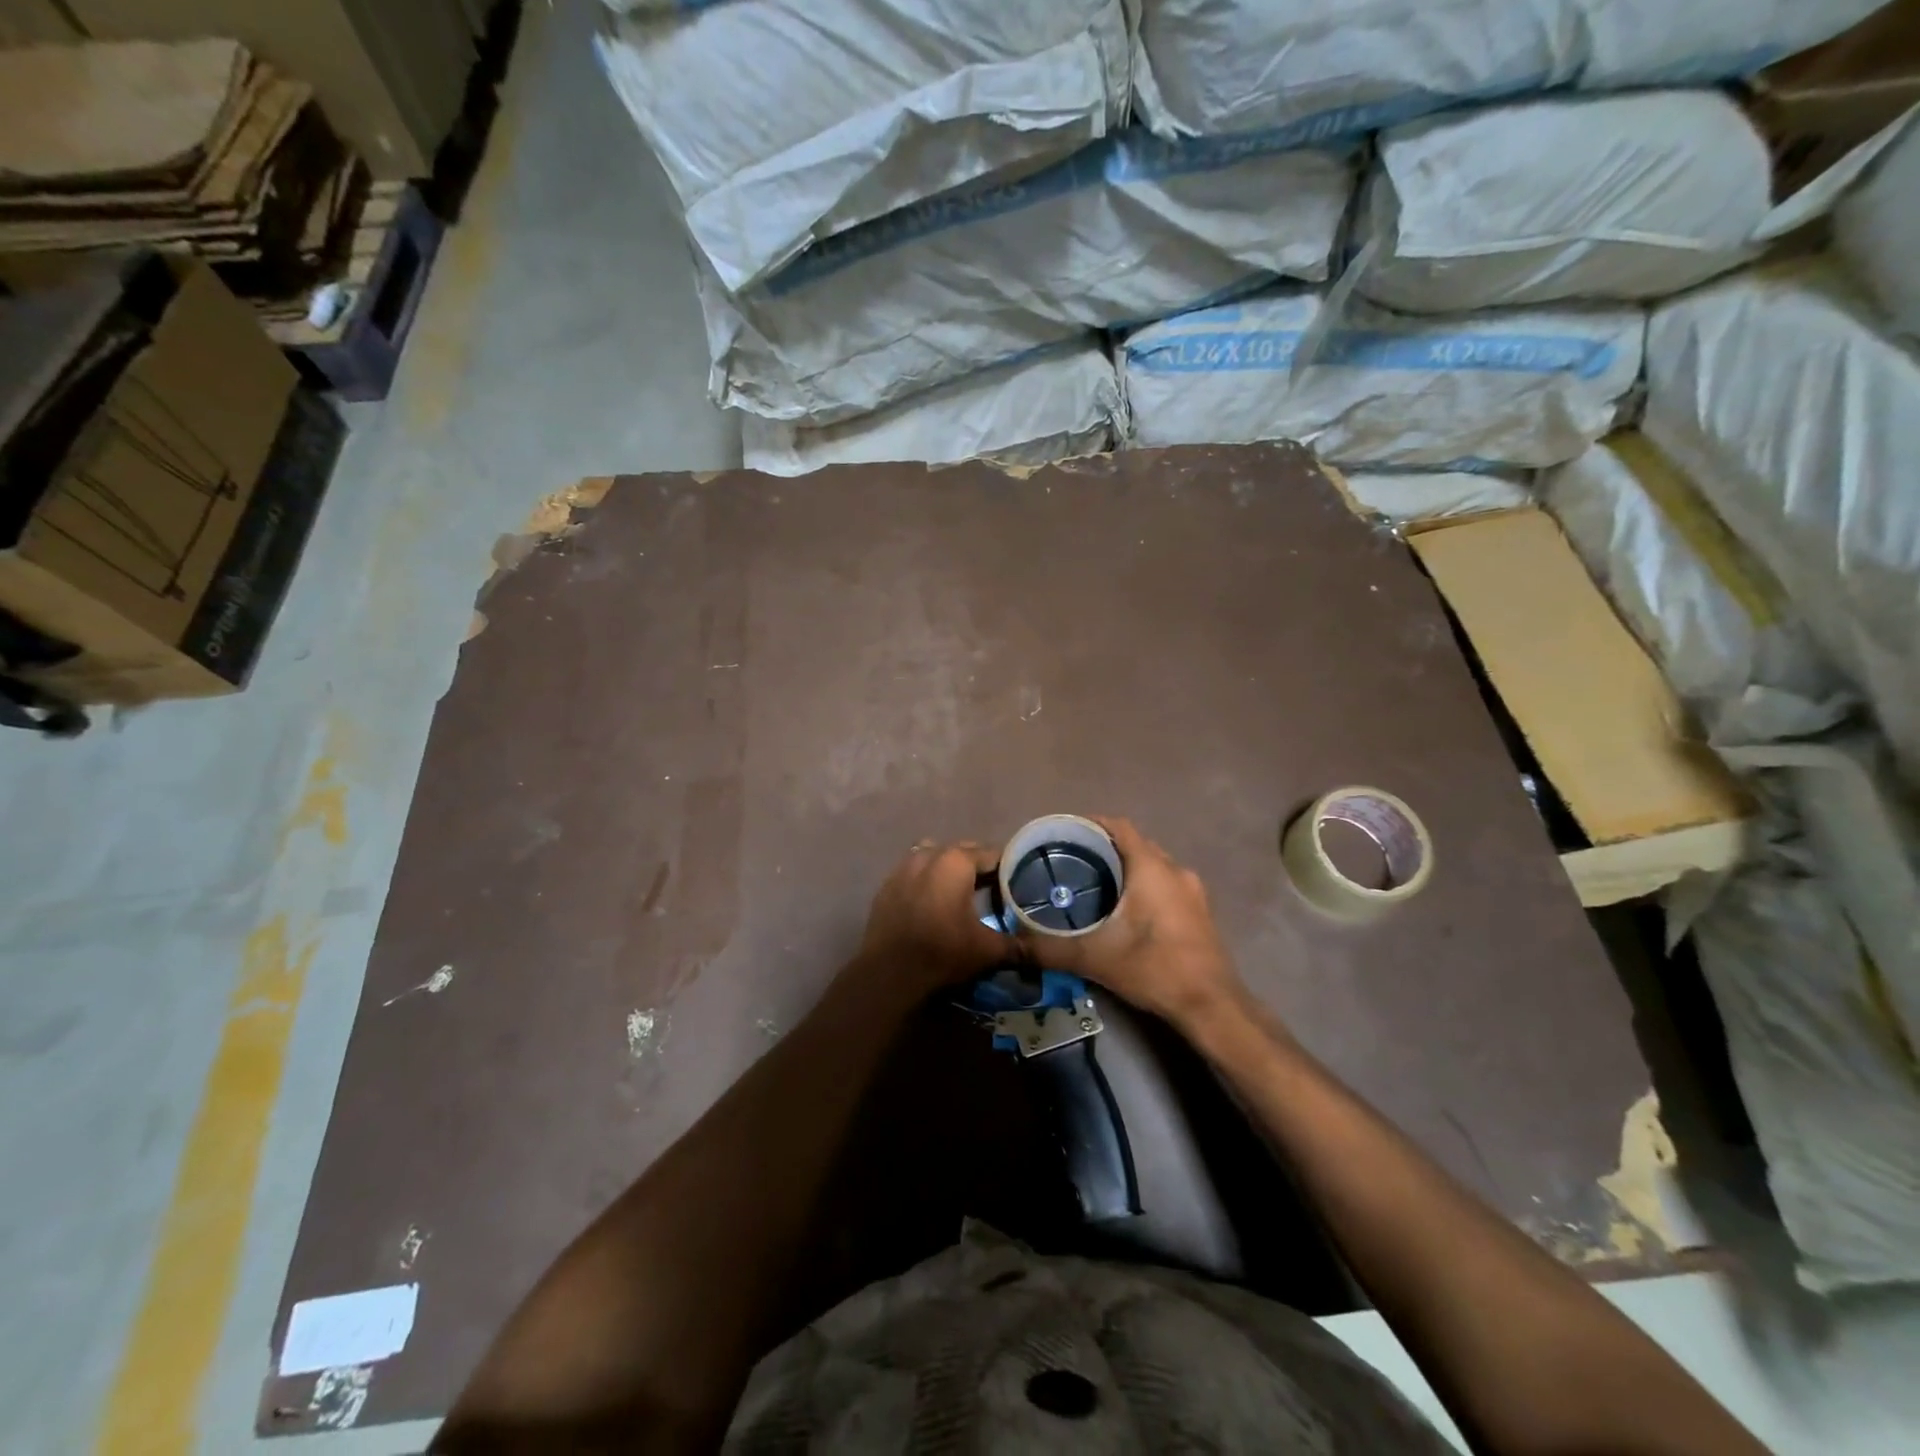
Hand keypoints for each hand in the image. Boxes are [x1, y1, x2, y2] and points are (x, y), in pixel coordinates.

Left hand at [852, 840, 1007, 995]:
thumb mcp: (987, 950)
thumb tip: (1038, 949)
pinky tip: (933, 901)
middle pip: (963, 851)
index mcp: (956, 861)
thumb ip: (1017, 945)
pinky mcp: (887, 884)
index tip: (1019, 883)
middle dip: (980, 866)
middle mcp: (929, 854)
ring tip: (962, 890)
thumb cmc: (942, 952)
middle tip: (996, 888)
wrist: (889, 973)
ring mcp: (904, 867)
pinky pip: (914, 871)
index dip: (1008, 868)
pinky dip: (927, 879)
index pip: (992, 854)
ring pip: (935, 856)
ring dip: (950, 868)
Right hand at [1018, 818, 1246, 1029]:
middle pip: (1135, 844)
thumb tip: (1013, 944)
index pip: (1119, 827)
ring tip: (1094, 882)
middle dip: (1105, 847)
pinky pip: (1165, 884)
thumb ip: (1049, 948)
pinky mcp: (1199, 912)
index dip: (1091, 823)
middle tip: (1071, 860)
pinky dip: (1143, 886)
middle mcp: (1174, 870)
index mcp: (1151, 868)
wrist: (1212, 1006)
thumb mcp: (1094, 958)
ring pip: (1153, 865)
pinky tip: (1124, 909)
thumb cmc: (1154, 968)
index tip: (1064, 833)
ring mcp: (1192, 891)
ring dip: (1126, 868)